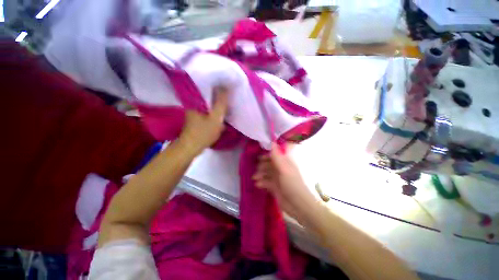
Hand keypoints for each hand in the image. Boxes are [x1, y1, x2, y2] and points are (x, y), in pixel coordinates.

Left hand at [178, 86, 229, 155]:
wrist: (192, 146)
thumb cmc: (204, 132)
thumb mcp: (216, 118)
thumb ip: (221, 103)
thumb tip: (226, 87)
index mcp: (197, 99)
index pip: (208, 85)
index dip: (220, 83)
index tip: (230, 83)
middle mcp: (194, 101)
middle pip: (209, 92)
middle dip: (220, 91)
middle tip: (231, 90)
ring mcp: (196, 108)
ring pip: (209, 100)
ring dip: (218, 99)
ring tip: (228, 97)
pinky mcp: (198, 114)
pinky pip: (208, 106)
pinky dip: (215, 106)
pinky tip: (222, 108)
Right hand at [252, 143, 318, 220]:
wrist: (298, 206)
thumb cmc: (292, 184)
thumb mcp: (284, 169)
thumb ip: (277, 156)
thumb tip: (272, 141)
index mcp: (285, 162)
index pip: (275, 153)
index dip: (268, 152)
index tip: (260, 154)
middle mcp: (281, 168)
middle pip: (269, 162)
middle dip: (262, 164)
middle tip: (257, 168)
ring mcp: (277, 177)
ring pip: (266, 172)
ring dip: (260, 174)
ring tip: (255, 178)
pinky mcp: (274, 186)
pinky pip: (265, 181)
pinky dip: (261, 182)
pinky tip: (258, 184)